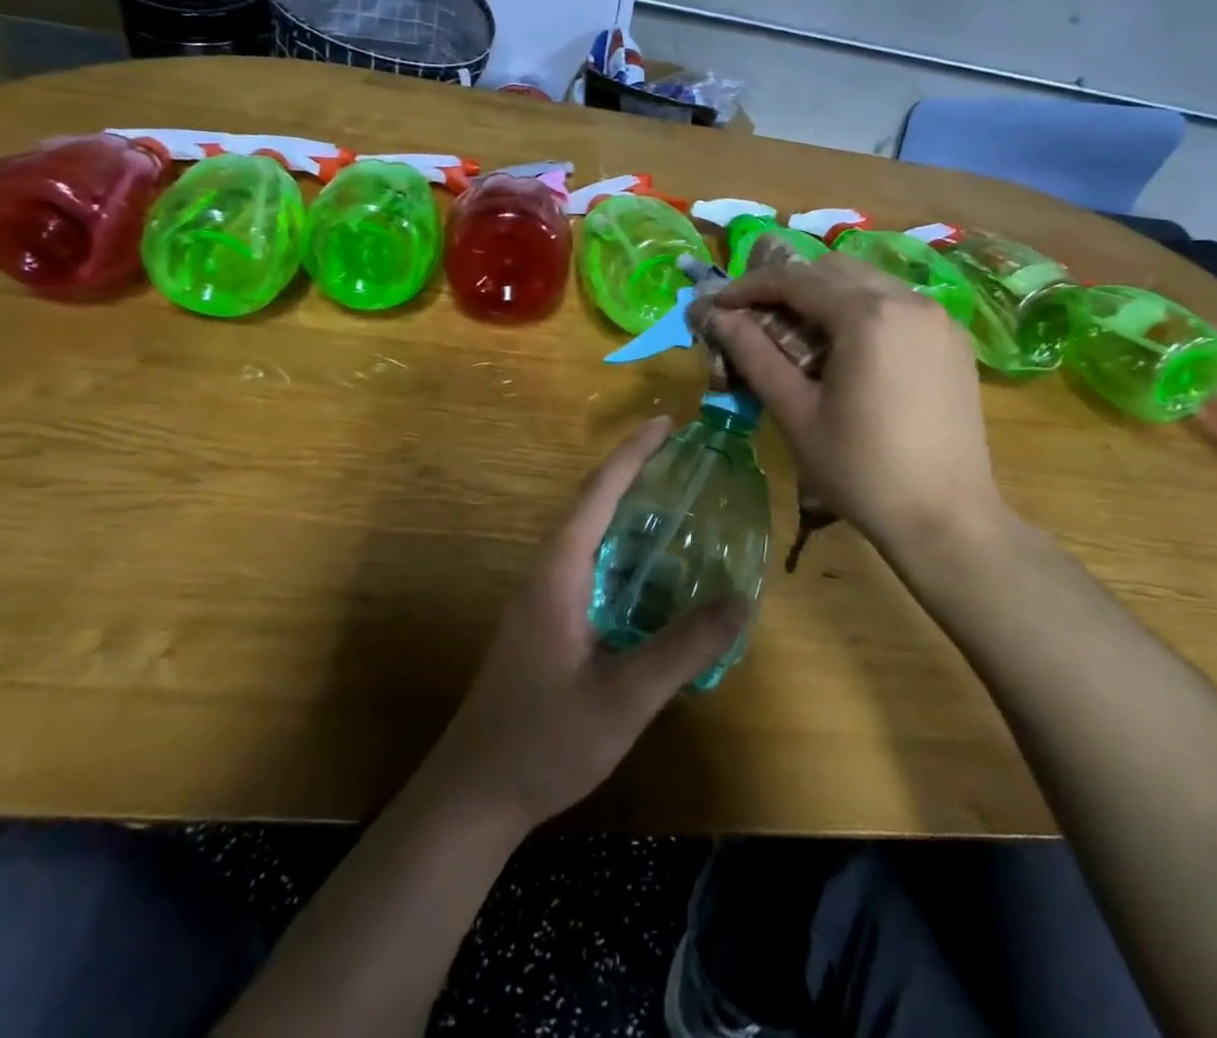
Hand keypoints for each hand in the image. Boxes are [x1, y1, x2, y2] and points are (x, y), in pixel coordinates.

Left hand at [421, 419, 747, 830]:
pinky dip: (621, 548)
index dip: (633, 453)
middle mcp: (546, 570)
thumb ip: (683, 648)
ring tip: (675, 501)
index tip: (666, 423)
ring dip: (626, 509)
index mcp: (559, 571)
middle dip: (634, 472)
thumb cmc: (546, 739)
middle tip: (683, 458)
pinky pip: (588, 563)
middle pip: (592, 503)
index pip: (599, 492)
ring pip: (588, 534)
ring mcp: (541, 596)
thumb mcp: (625, 697)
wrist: (476, 792)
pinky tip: (651, 571)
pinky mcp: (545, 619)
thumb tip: (740, 600)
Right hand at [710, 254, 1016, 567]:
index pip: (796, 279)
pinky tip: (846, 348)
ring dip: (825, 295)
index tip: (718, 303)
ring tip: (796, 332)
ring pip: (868, 281)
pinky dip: (861, 309)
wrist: (948, 519)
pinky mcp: (953, 339)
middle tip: (754, 316)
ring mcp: (938, 317)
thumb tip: (716, 316)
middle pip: (833, 270)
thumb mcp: (796, 412)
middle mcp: (909, 300)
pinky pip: (897, 304)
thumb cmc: (861, 470)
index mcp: (868, 315)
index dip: (750, 286)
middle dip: (788, 285)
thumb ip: (754, 354)